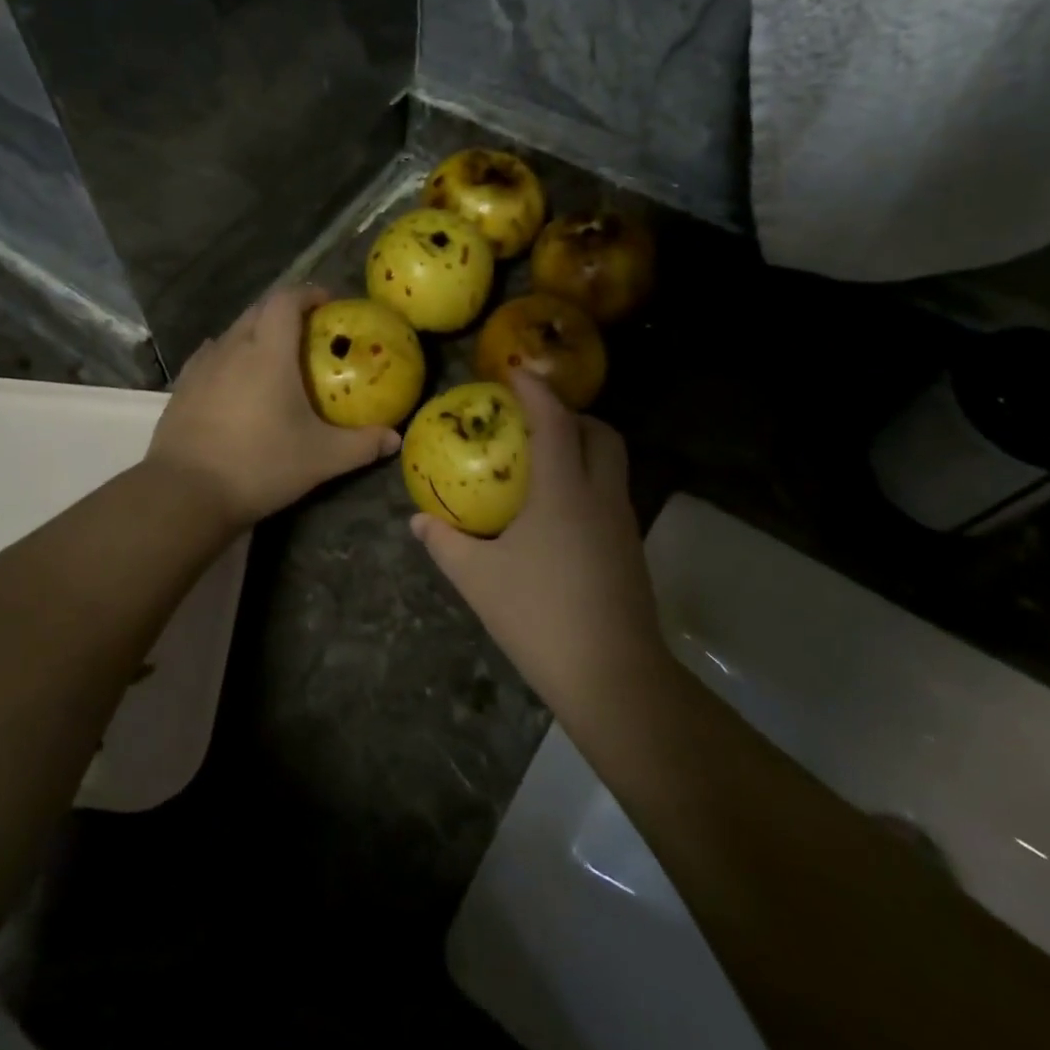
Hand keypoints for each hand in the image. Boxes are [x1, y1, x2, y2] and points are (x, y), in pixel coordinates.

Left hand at [147, 285, 399, 527]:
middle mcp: (233, 347)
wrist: (186, 492)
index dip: (309, 294)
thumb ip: (361, 445)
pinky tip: (235, 378)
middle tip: (309, 331)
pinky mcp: (183, 387)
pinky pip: (211, 355)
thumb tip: (394, 439)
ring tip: (274, 356)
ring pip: (233, 332)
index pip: (286, 300)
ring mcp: (203, 366)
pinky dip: (230, 355)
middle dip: (285, 310)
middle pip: (259, 309)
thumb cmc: (260, 464)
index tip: (329, 303)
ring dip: (256, 332)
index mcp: (268, 352)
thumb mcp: (321, 459)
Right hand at [411, 371, 663, 705]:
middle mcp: (601, 495)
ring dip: (583, 446)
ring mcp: (622, 523)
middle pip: (600, 433)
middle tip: (534, 419)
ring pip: (612, 462)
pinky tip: (559, 510)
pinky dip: (589, 479)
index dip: (537, 390)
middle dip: (571, 414)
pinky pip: (611, 492)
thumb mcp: (479, 579)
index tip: (517, 372)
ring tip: (544, 460)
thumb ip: (446, 544)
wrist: (613, 677)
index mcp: (564, 490)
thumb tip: (419, 520)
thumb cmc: (539, 616)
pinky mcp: (630, 549)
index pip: (555, 421)